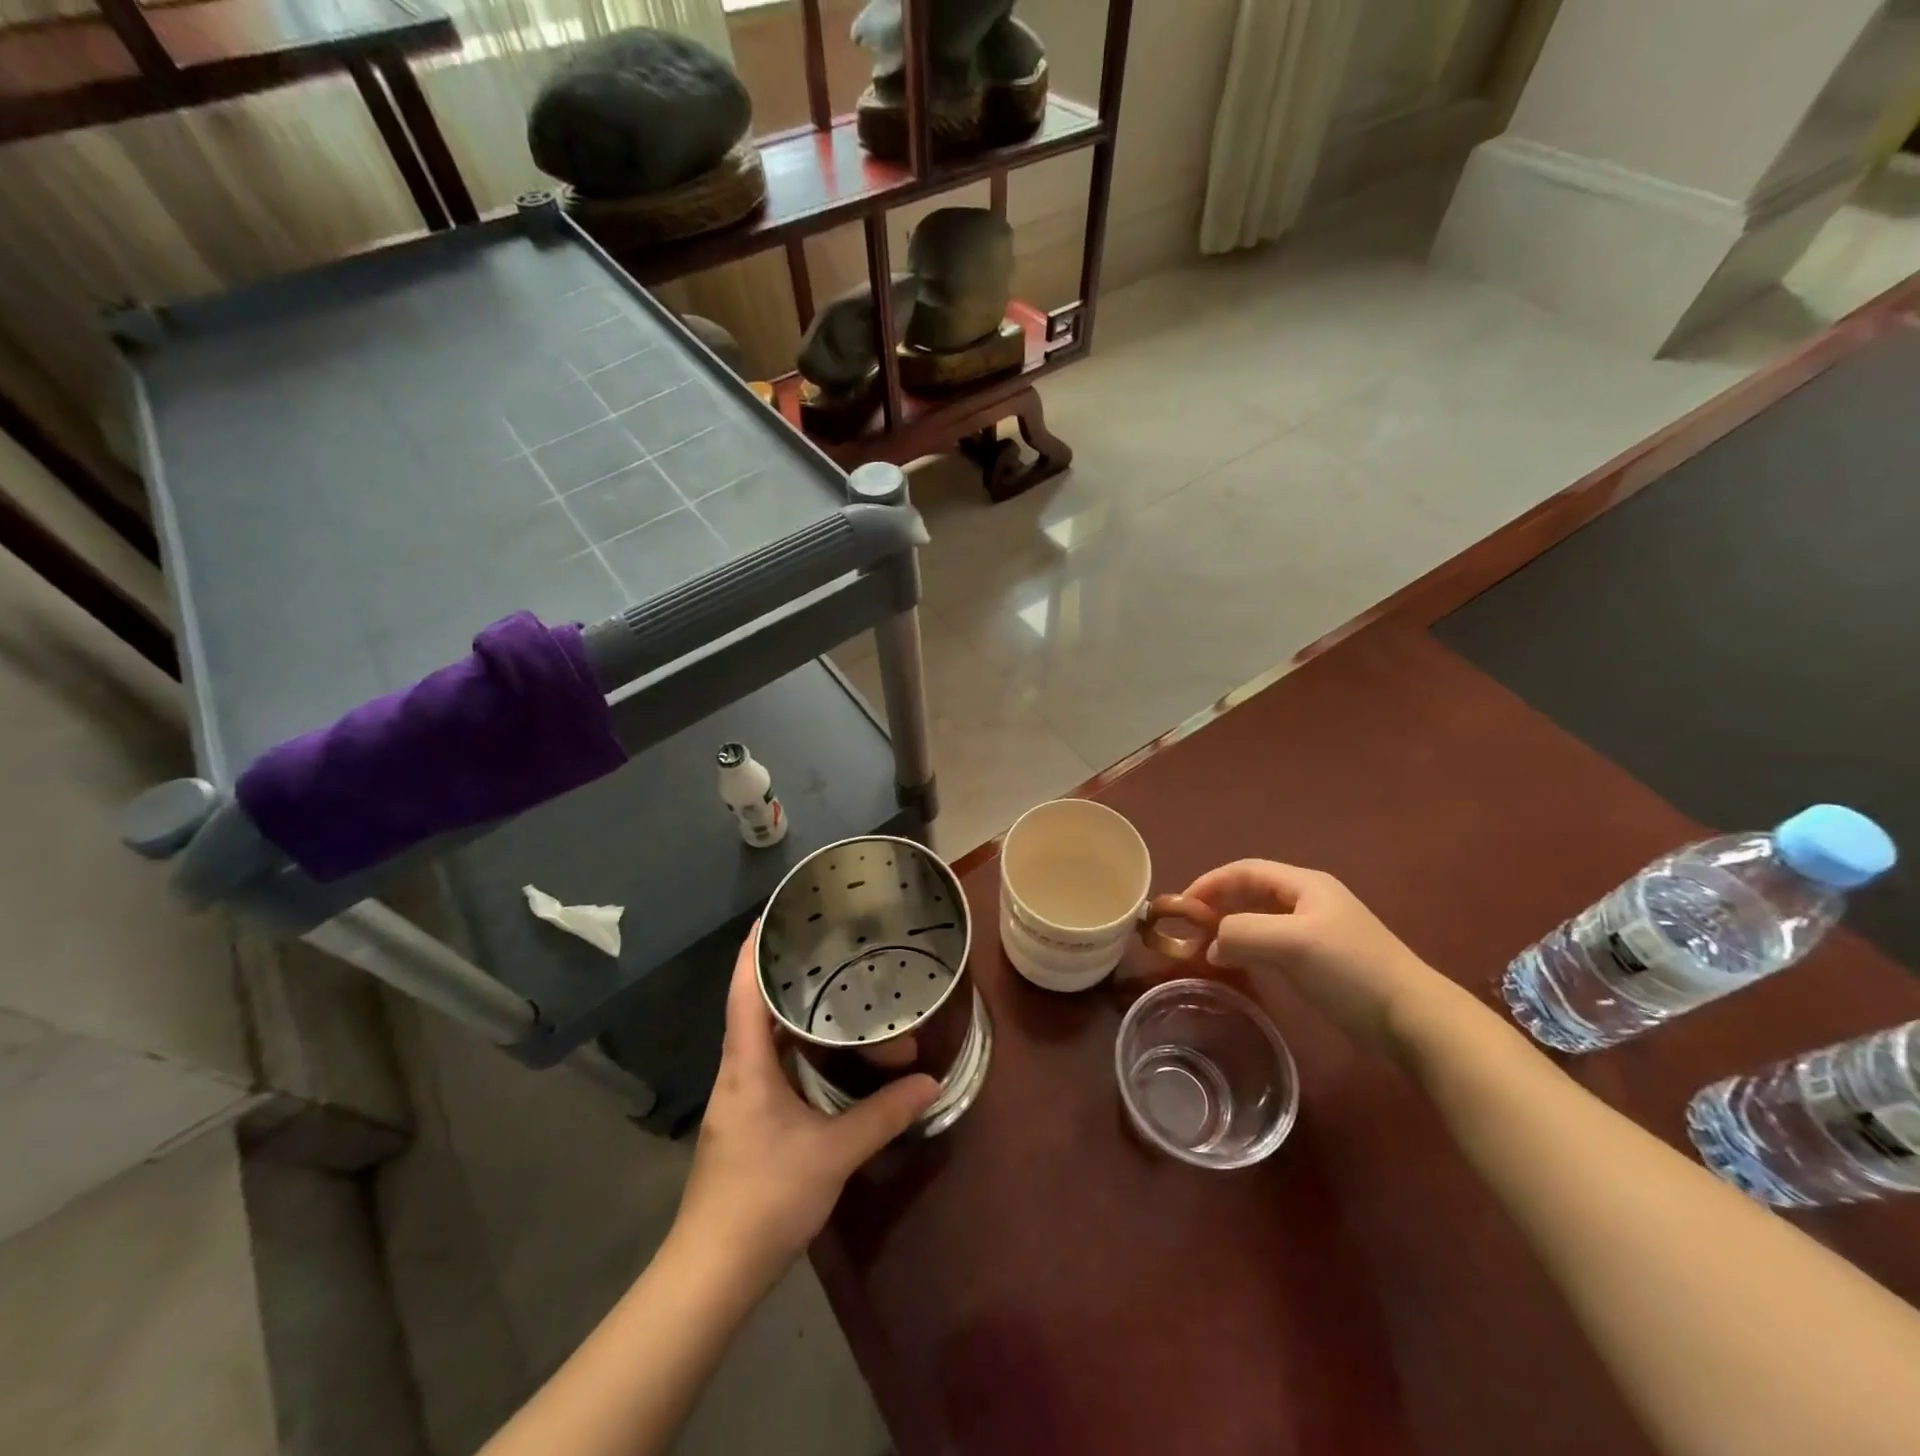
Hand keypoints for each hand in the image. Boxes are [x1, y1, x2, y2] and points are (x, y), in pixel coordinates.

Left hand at [675, 927, 937, 1277]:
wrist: (713, 1271)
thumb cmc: (766, 1197)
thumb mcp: (834, 1152)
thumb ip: (883, 1114)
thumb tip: (930, 1082)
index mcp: (747, 1065)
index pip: (743, 993)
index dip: (753, 952)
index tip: (771, 916)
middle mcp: (737, 1072)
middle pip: (753, 1009)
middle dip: (783, 977)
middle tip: (823, 948)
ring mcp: (738, 1098)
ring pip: (762, 1039)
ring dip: (791, 1014)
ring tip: (831, 989)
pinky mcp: (745, 1120)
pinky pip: (769, 1063)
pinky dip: (794, 1045)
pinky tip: (822, 1050)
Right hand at [1183, 860, 1443, 1054]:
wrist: (1412, 1019)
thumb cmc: (1350, 969)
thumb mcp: (1291, 942)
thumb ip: (1242, 932)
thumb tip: (1213, 944)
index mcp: (1305, 884)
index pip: (1245, 870)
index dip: (1210, 882)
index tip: (1181, 906)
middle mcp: (1309, 900)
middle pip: (1251, 891)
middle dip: (1218, 903)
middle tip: (1189, 927)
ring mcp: (1317, 931)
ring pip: (1261, 918)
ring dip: (1232, 927)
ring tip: (1206, 945)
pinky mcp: (1321, 961)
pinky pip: (1273, 943)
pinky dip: (1248, 947)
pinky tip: (1239, 963)